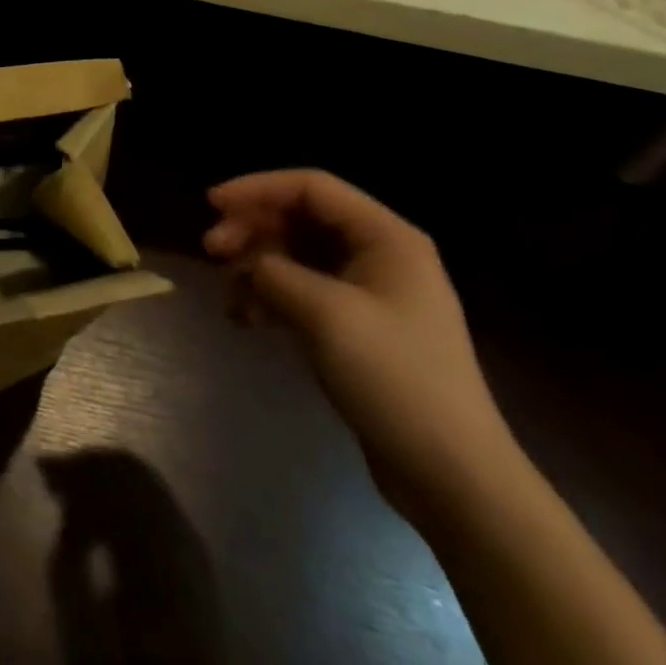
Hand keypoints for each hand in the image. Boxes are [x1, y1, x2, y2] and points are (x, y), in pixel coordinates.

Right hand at [203, 170, 515, 519]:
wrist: (453, 478)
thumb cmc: (395, 379)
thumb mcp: (326, 315)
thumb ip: (274, 273)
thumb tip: (248, 265)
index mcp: (385, 237)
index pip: (310, 187)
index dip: (257, 188)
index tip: (212, 204)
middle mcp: (379, 254)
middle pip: (299, 218)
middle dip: (252, 230)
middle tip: (211, 251)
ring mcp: (369, 292)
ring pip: (296, 255)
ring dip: (256, 266)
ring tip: (228, 294)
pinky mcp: (358, 327)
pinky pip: (303, 291)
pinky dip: (271, 298)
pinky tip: (245, 320)